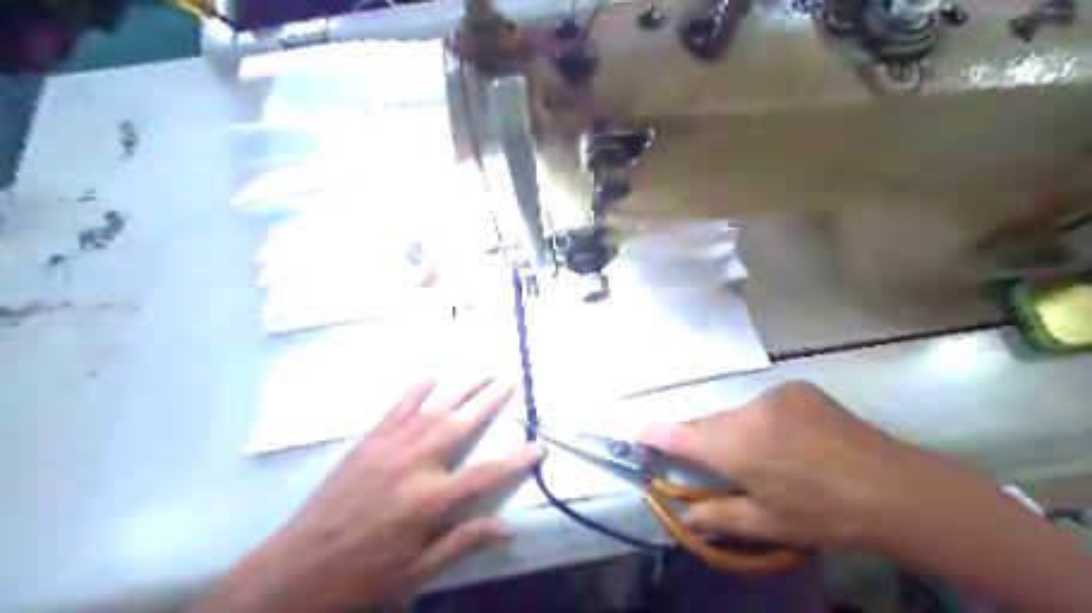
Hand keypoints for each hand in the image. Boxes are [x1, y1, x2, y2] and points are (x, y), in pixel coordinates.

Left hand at [196, 377, 545, 612]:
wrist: (295, 570)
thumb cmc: (362, 576)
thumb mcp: (416, 571)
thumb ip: (462, 542)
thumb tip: (507, 528)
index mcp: (430, 500)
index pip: (485, 474)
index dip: (515, 459)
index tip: (538, 445)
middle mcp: (414, 464)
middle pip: (460, 425)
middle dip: (488, 401)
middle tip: (508, 380)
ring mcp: (389, 448)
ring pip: (433, 409)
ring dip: (460, 387)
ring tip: (482, 370)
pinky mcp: (367, 443)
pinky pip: (396, 410)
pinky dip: (415, 391)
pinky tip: (430, 377)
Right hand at [637, 379, 1028, 554]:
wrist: (898, 490)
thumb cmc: (826, 515)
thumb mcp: (768, 524)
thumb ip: (717, 514)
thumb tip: (684, 511)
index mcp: (736, 446)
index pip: (680, 434)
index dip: (655, 435)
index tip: (640, 438)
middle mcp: (748, 411)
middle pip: (709, 424)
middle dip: (705, 443)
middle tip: (720, 467)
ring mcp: (775, 395)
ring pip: (737, 415)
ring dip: (739, 434)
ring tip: (769, 460)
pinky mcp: (798, 388)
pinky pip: (766, 406)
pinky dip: (766, 422)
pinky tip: (794, 443)